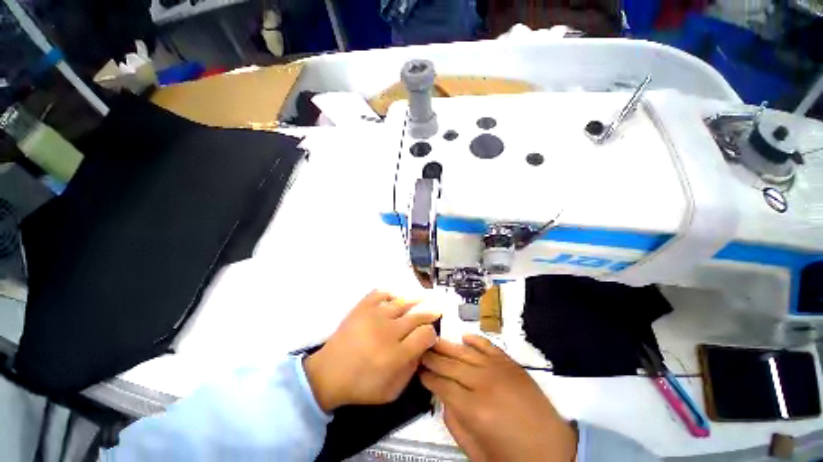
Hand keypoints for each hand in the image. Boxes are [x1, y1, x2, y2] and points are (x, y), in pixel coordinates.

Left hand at [303, 290, 439, 412]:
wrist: (328, 374)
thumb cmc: (361, 385)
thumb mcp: (391, 392)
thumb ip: (411, 371)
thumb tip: (422, 350)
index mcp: (396, 354)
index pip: (425, 334)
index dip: (432, 333)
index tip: (431, 335)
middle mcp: (388, 331)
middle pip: (417, 315)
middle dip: (430, 313)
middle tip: (437, 310)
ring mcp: (374, 315)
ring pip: (402, 302)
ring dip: (416, 300)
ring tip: (424, 297)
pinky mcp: (362, 307)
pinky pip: (381, 293)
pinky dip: (390, 293)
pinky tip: (395, 298)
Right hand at [421, 335, 576, 461]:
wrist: (553, 449)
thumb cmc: (511, 457)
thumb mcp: (475, 451)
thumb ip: (454, 423)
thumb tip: (443, 398)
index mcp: (473, 409)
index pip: (441, 385)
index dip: (427, 377)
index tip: (418, 370)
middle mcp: (482, 383)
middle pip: (450, 364)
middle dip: (432, 357)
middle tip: (420, 350)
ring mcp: (497, 369)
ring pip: (465, 351)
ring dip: (447, 345)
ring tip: (434, 340)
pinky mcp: (510, 363)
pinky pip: (487, 345)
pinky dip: (474, 339)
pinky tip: (464, 336)